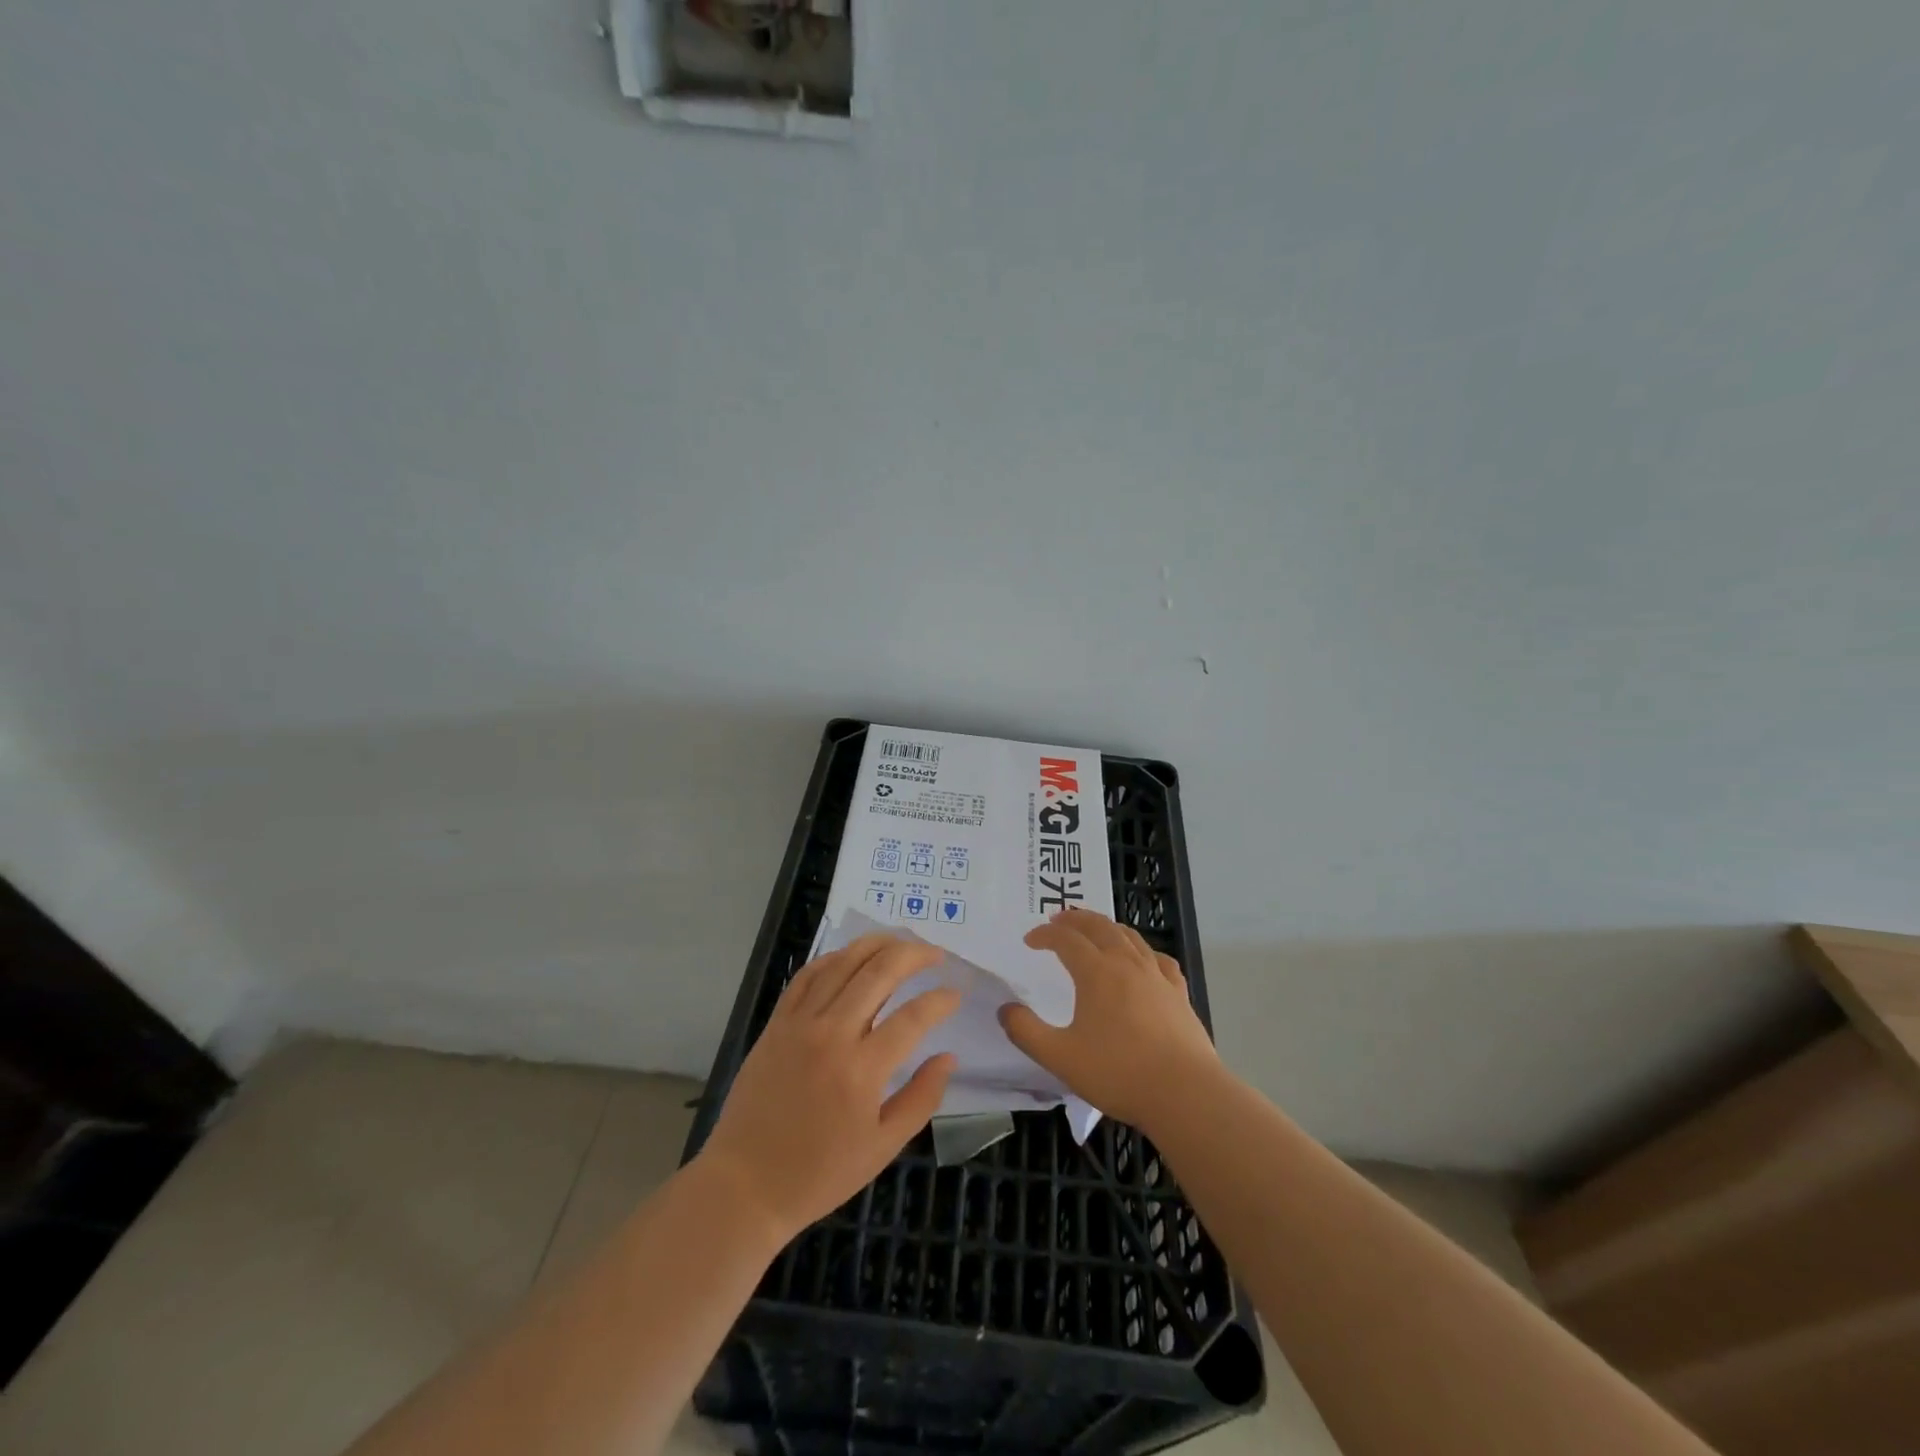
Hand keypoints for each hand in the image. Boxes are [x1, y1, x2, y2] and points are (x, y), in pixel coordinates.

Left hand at [697, 935, 960, 1240]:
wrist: (745, 1185)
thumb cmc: (819, 1174)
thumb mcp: (882, 1148)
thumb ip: (921, 1099)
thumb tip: (948, 1057)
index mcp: (862, 1070)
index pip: (913, 1017)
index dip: (940, 1000)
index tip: (956, 994)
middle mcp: (832, 1035)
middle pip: (880, 973)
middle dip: (914, 955)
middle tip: (936, 954)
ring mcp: (800, 1024)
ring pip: (843, 963)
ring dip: (876, 945)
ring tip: (900, 941)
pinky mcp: (776, 1023)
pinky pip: (807, 976)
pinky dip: (833, 958)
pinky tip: (851, 956)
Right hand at [1000, 908, 1221, 1127]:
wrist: (1185, 1093)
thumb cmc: (1118, 1073)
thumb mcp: (1060, 1057)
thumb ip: (1026, 1032)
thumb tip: (1005, 1010)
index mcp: (1096, 972)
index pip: (1066, 939)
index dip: (1045, 934)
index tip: (1030, 940)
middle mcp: (1127, 963)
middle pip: (1099, 926)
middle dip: (1075, 918)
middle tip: (1058, 919)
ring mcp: (1157, 976)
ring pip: (1130, 936)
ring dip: (1107, 926)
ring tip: (1095, 930)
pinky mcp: (1179, 994)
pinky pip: (1159, 959)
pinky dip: (1143, 951)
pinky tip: (1143, 960)